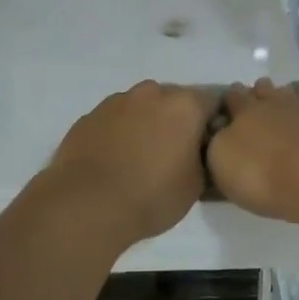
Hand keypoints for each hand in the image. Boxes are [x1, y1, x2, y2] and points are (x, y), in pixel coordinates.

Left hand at [41, 81, 215, 250]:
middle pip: (173, 99)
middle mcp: (152, 93)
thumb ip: (202, 159)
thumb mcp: (195, 186)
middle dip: (176, 120)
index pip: (211, 102)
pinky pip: (114, 119)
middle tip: (173, 151)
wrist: (87, 205)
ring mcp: (117, 101)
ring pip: (141, 106)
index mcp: (184, 106)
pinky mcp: (90, 116)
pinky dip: (118, 132)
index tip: (205, 144)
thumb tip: (196, 151)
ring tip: (139, 157)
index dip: (210, 122)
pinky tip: (113, 160)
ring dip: (145, 123)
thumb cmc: (151, 196)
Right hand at [206, 79, 298, 223]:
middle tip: (251, 112)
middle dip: (254, 95)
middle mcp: (270, 102)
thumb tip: (219, 134)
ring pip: (286, 92)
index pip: (231, 96)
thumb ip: (216, 143)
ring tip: (276, 111)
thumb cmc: (261, 173)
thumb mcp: (221, 162)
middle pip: (260, 89)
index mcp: (242, 110)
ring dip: (279, 96)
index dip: (227, 102)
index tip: (224, 113)